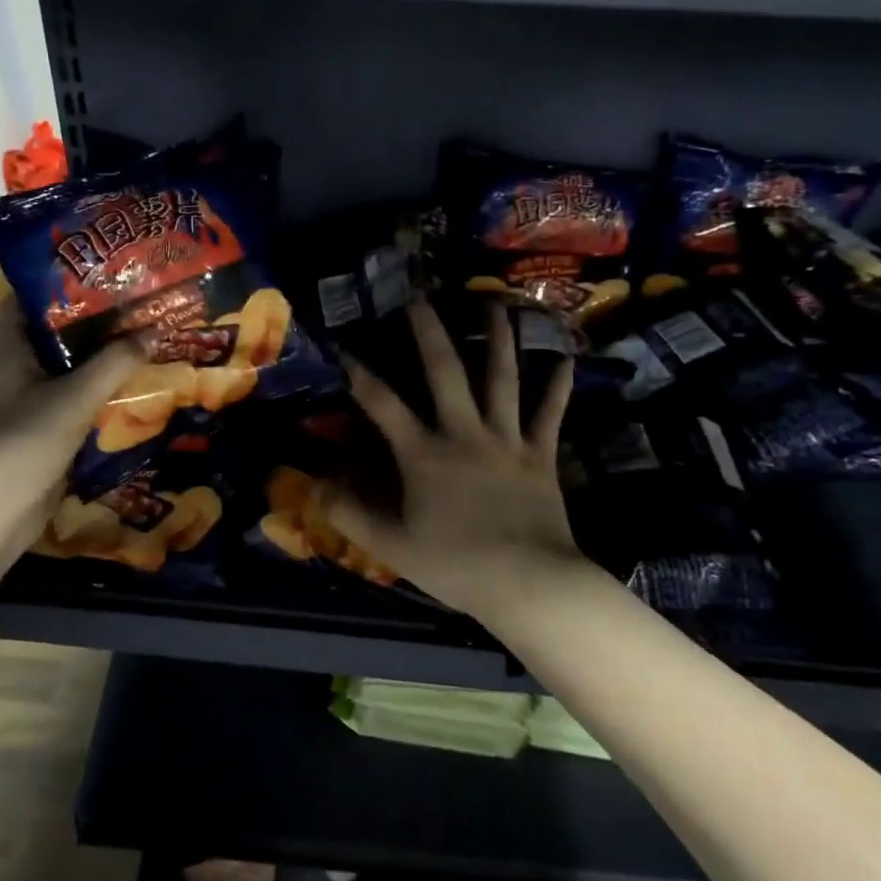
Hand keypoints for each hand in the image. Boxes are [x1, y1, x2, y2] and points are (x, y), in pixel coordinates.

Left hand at [0, 299, 141, 565]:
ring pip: (71, 369)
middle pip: (56, 334)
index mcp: (13, 352)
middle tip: (134, 299)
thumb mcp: (74, 397)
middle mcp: (21, 371)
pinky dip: (104, 391)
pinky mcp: (49, 431)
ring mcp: (34, 403)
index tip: (92, 266)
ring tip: (144, 333)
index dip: (52, 280)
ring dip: (102, 356)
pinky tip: (136, 383)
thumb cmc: (24, 443)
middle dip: (92, 318)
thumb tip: (154, 330)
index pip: (24, 301)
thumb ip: (114, 364)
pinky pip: (80, 401)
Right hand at [329, 300, 589, 618]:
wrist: (530, 584)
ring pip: (502, 379)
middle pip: (445, 372)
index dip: (359, 374)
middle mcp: (464, 433)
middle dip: (429, 332)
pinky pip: (549, 414)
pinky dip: (557, 387)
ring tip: (496, 304)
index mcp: (424, 453)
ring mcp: (507, 440)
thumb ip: (351, 514)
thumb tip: (315, 486)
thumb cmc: (456, 564)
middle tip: (419, 297)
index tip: (344, 347)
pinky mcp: (540, 455)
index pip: (383, 404)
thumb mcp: (392, 546)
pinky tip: (565, 360)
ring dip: (498, 339)